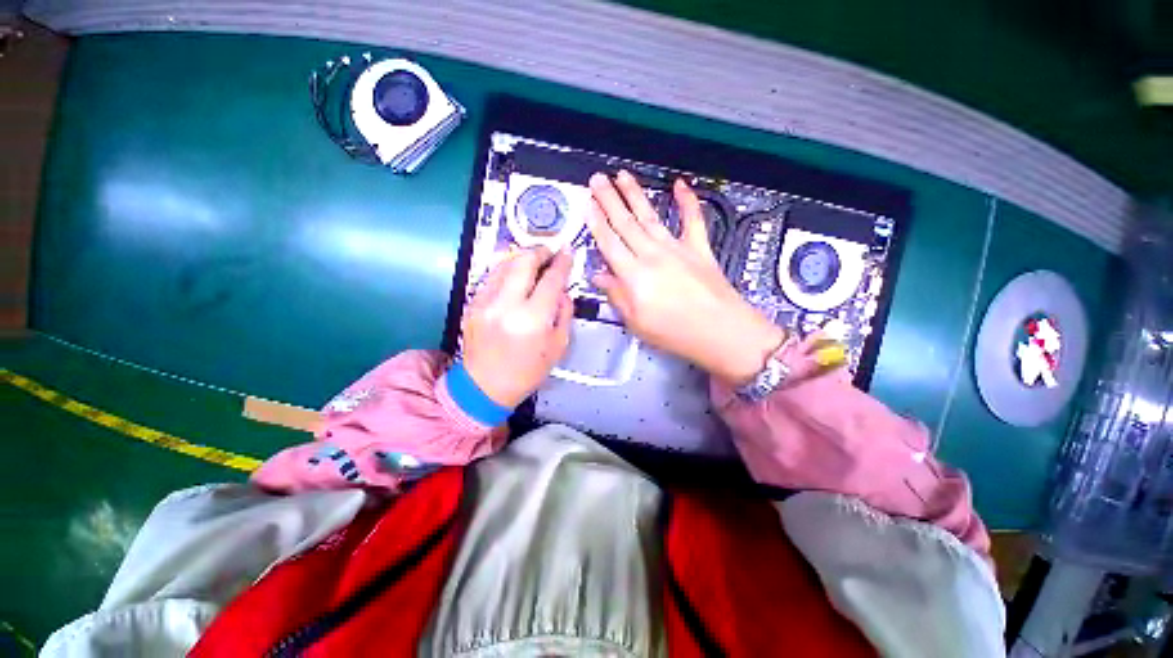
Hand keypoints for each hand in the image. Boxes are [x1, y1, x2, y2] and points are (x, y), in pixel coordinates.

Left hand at [462, 246, 573, 406]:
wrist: (484, 386)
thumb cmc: (527, 371)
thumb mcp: (558, 345)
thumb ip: (564, 312)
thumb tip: (562, 290)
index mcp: (532, 319)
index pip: (551, 279)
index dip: (562, 262)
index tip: (567, 252)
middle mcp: (506, 305)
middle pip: (523, 261)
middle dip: (540, 251)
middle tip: (550, 253)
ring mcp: (485, 302)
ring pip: (504, 264)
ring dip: (522, 258)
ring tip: (534, 262)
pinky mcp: (472, 304)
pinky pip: (492, 277)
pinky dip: (507, 271)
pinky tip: (515, 278)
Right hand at [588, 171, 785, 384]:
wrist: (721, 331)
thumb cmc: (677, 333)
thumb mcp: (636, 322)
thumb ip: (616, 296)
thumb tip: (599, 278)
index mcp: (635, 275)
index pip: (609, 243)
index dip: (596, 222)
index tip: (588, 204)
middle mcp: (653, 255)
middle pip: (626, 223)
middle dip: (609, 199)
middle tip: (598, 179)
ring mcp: (677, 248)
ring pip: (650, 216)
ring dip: (635, 194)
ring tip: (623, 176)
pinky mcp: (699, 248)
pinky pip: (692, 219)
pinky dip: (687, 200)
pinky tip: (680, 184)